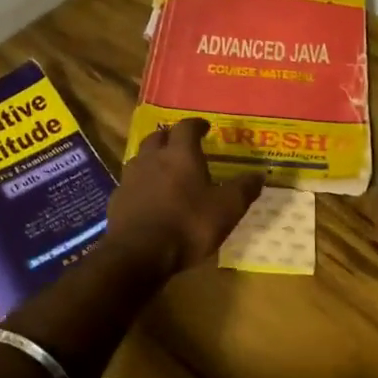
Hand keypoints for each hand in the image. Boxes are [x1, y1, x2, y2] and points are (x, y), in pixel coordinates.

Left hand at [109, 118, 263, 273]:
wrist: (139, 253)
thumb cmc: (188, 225)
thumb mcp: (227, 209)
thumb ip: (243, 189)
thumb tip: (260, 173)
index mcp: (181, 154)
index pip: (187, 127)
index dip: (197, 125)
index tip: (205, 127)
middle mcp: (152, 158)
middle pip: (158, 137)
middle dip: (171, 137)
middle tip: (182, 145)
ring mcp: (131, 177)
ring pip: (141, 157)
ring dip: (153, 158)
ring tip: (164, 169)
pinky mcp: (117, 198)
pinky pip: (130, 182)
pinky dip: (141, 183)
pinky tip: (148, 197)